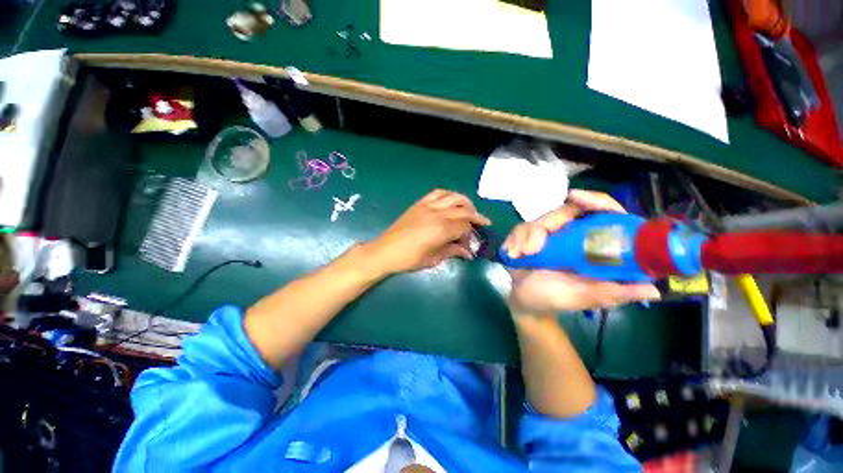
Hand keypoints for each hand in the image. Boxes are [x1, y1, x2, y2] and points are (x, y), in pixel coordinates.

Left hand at [366, 189, 490, 274]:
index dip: (471, 233)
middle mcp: (437, 214)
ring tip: (470, 209)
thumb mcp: (433, 259)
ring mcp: (428, 206)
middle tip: (482, 223)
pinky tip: (451, 200)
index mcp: (442, 230)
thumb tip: (468, 252)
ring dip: (465, 202)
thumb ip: (452, 251)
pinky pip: (437, 193)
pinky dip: (448, 194)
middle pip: (463, 210)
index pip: (465, 226)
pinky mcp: (419, 204)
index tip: (471, 242)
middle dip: (476, 216)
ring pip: (453, 197)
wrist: (385, 251)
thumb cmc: (409, 259)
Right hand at [503, 189, 660, 315]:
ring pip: (540, 219)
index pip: (604, 214)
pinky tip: (513, 253)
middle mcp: (574, 236)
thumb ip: (614, 292)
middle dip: (546, 225)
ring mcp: (549, 235)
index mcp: (594, 247)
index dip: (595, 201)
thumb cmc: (556, 299)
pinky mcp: (529, 236)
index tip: (576, 197)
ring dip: (526, 236)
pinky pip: (521, 227)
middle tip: (534, 248)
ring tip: (520, 255)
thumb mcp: (586, 297)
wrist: (524, 301)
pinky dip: (515, 239)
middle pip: (565, 211)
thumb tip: (653, 290)